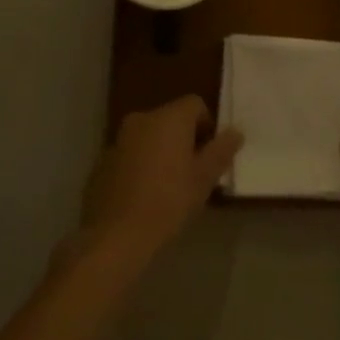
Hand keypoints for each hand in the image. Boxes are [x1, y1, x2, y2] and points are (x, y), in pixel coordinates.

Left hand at [73, 96, 240, 272]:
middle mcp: (143, 118)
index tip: (208, 155)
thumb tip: (236, 131)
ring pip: (150, 135)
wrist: (116, 234)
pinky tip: (142, 193)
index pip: (195, 104)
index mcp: (169, 117)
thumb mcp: (203, 179)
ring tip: (167, 184)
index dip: (207, 126)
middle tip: (191, 172)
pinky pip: (130, 151)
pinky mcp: (103, 158)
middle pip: (171, 118)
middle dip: (184, 138)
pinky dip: (140, 162)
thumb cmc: (168, 202)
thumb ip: (221, 151)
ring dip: (161, 150)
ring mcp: (119, 137)